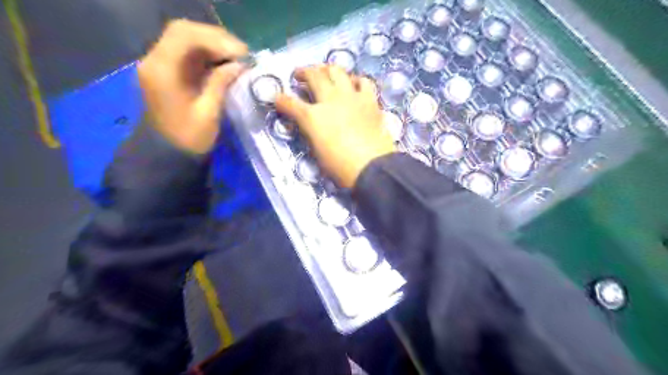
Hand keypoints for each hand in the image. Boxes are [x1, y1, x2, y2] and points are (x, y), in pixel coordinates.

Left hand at [138, 17, 246, 152]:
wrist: (167, 154)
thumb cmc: (188, 139)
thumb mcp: (208, 113)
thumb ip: (221, 84)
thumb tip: (239, 65)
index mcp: (162, 70)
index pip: (185, 35)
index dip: (216, 39)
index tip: (242, 54)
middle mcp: (156, 60)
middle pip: (184, 31)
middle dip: (217, 38)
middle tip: (243, 54)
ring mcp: (161, 64)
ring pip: (187, 39)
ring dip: (214, 44)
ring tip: (238, 58)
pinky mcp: (170, 71)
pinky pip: (189, 52)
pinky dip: (210, 53)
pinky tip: (226, 63)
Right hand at [274, 64, 392, 187]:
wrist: (372, 167)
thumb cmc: (341, 167)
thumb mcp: (317, 152)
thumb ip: (311, 133)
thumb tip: (310, 125)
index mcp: (313, 117)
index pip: (290, 103)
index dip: (281, 100)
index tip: (277, 98)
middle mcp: (330, 100)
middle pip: (314, 75)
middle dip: (303, 72)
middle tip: (300, 75)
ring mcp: (351, 97)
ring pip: (337, 71)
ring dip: (328, 70)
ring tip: (326, 73)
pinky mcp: (370, 100)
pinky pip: (363, 81)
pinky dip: (356, 80)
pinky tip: (354, 85)